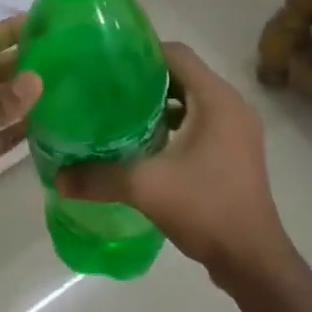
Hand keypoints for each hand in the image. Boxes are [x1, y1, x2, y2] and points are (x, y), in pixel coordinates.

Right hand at [56, 43, 292, 284]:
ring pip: (193, 99)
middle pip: (185, 74)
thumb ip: (99, 177)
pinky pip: (202, 120)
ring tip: (121, 114)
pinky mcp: (236, 150)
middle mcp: (232, 105)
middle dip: (146, 79)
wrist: (253, 259)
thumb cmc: (206, 209)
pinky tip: (147, 143)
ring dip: (161, 102)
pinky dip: (176, 122)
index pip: (177, 53)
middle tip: (108, 89)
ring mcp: (238, 129)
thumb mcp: (146, 188)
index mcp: (217, 99)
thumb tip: (58, 177)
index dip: (143, 52)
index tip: (108, 63)